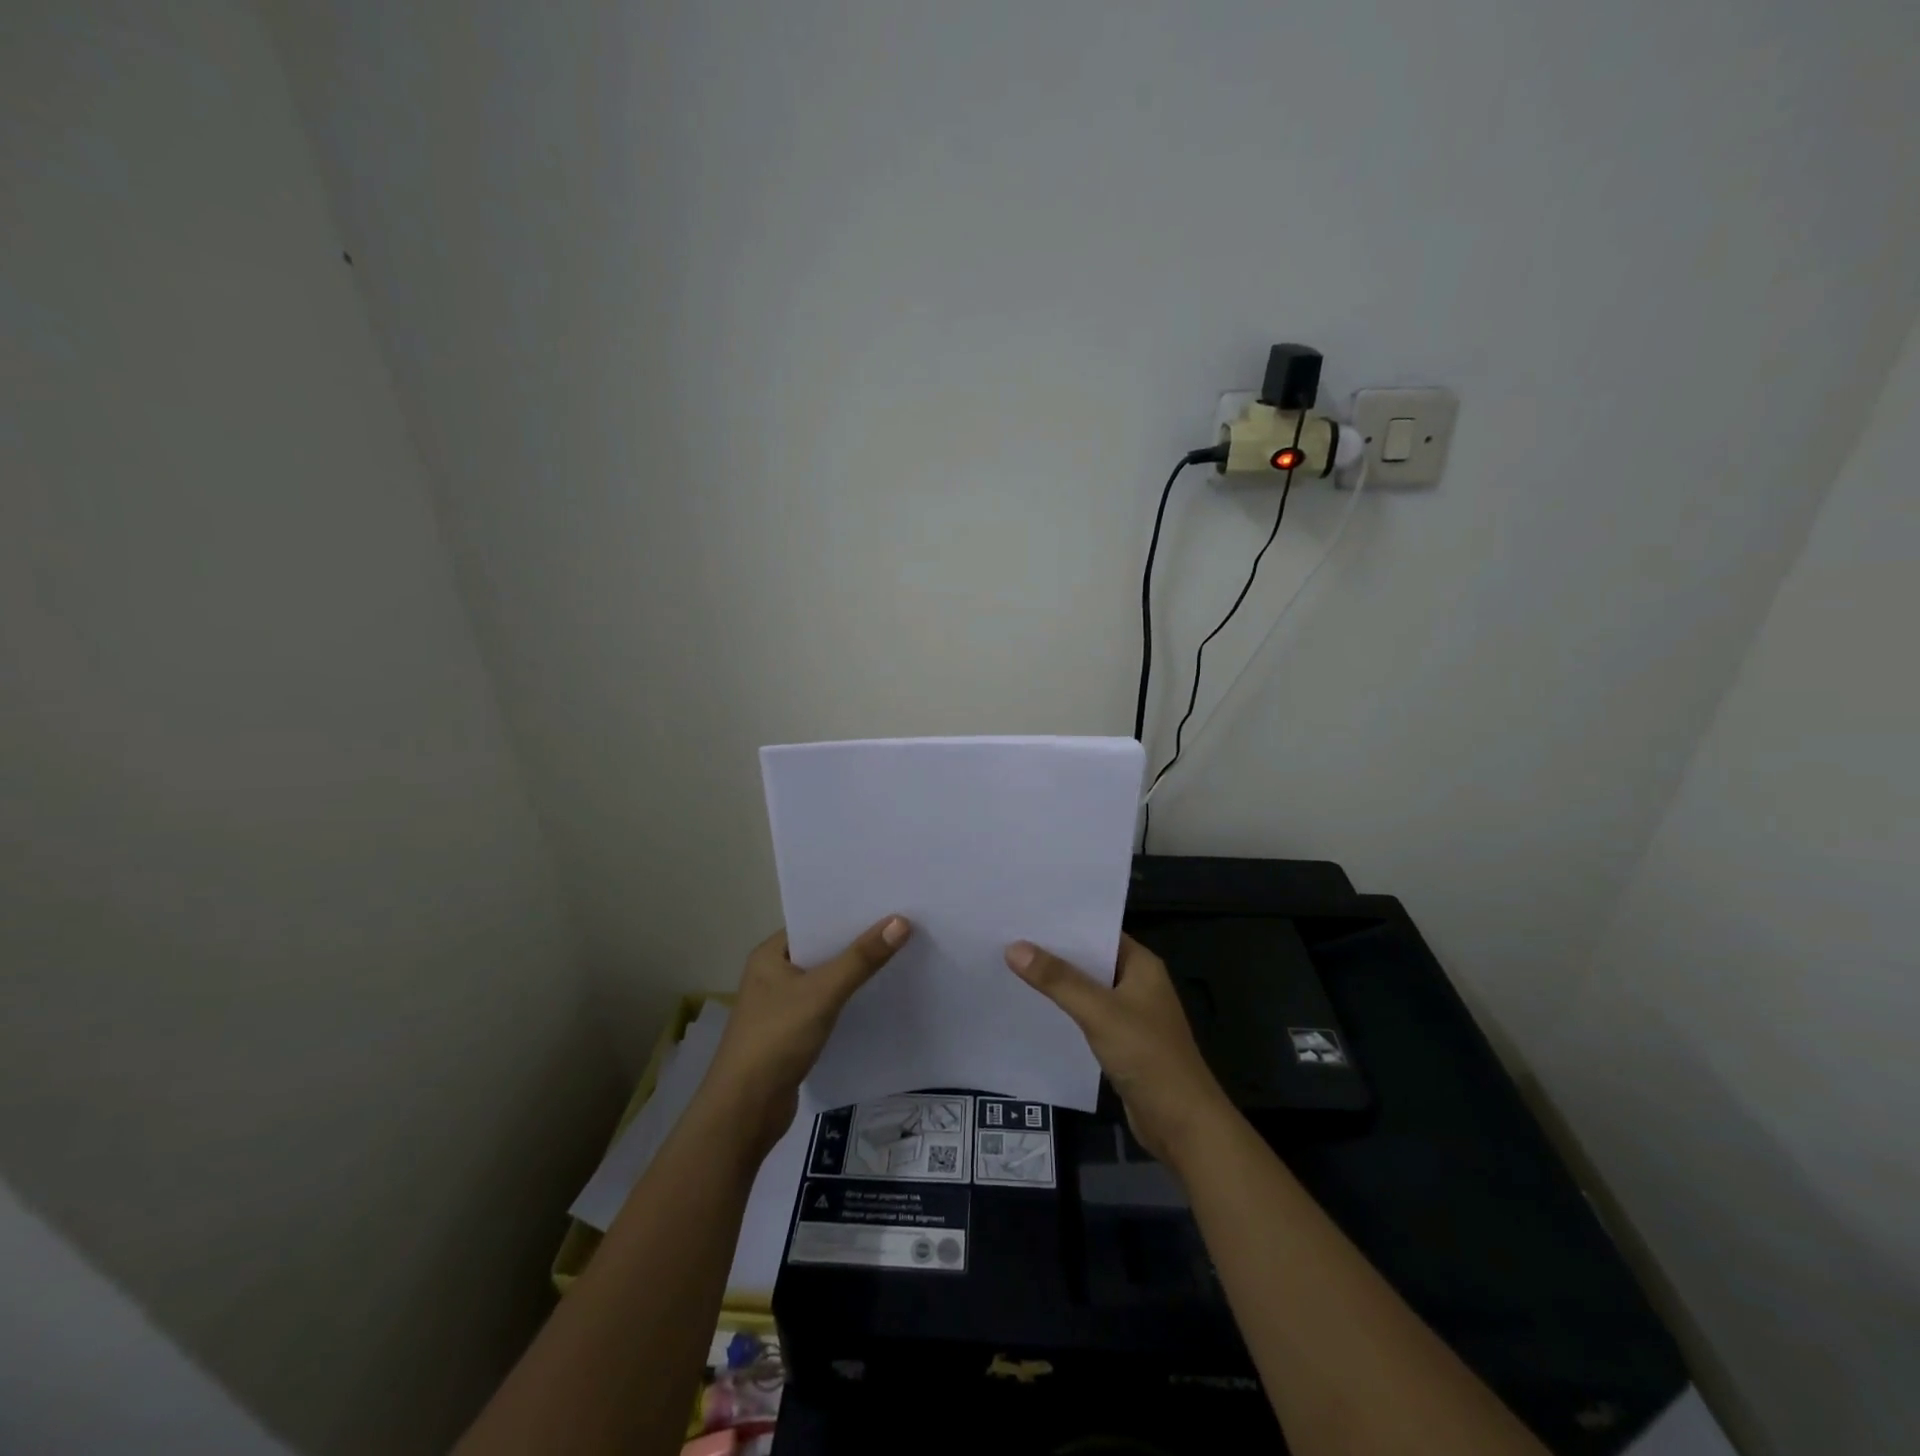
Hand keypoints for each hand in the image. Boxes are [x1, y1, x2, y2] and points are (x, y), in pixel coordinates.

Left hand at [702, 916, 911, 1156]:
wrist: (745, 1111)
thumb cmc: (776, 1039)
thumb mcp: (822, 993)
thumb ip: (861, 959)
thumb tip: (901, 921)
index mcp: (769, 955)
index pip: (813, 923)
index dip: (847, 914)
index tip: (886, 904)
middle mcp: (773, 976)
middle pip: (823, 951)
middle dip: (857, 943)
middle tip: (902, 927)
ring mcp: (783, 1007)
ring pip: (827, 981)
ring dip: (855, 974)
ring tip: (899, 956)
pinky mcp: (794, 1034)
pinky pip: (828, 1007)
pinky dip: (850, 1002)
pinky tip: (879, 998)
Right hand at [1006, 934, 1231, 1167]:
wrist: (1182, 1124)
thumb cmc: (1148, 1056)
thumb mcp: (1099, 1012)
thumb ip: (1058, 980)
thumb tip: (1014, 947)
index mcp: (1142, 965)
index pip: (1099, 930)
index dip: (1065, 923)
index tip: (1026, 914)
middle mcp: (1137, 982)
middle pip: (1090, 959)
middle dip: (1055, 951)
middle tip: (1009, 938)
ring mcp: (1130, 1013)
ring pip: (1087, 988)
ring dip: (1058, 982)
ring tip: (1012, 966)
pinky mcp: (1122, 1041)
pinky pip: (1087, 1015)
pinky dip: (1065, 1009)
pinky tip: (1034, 1007)